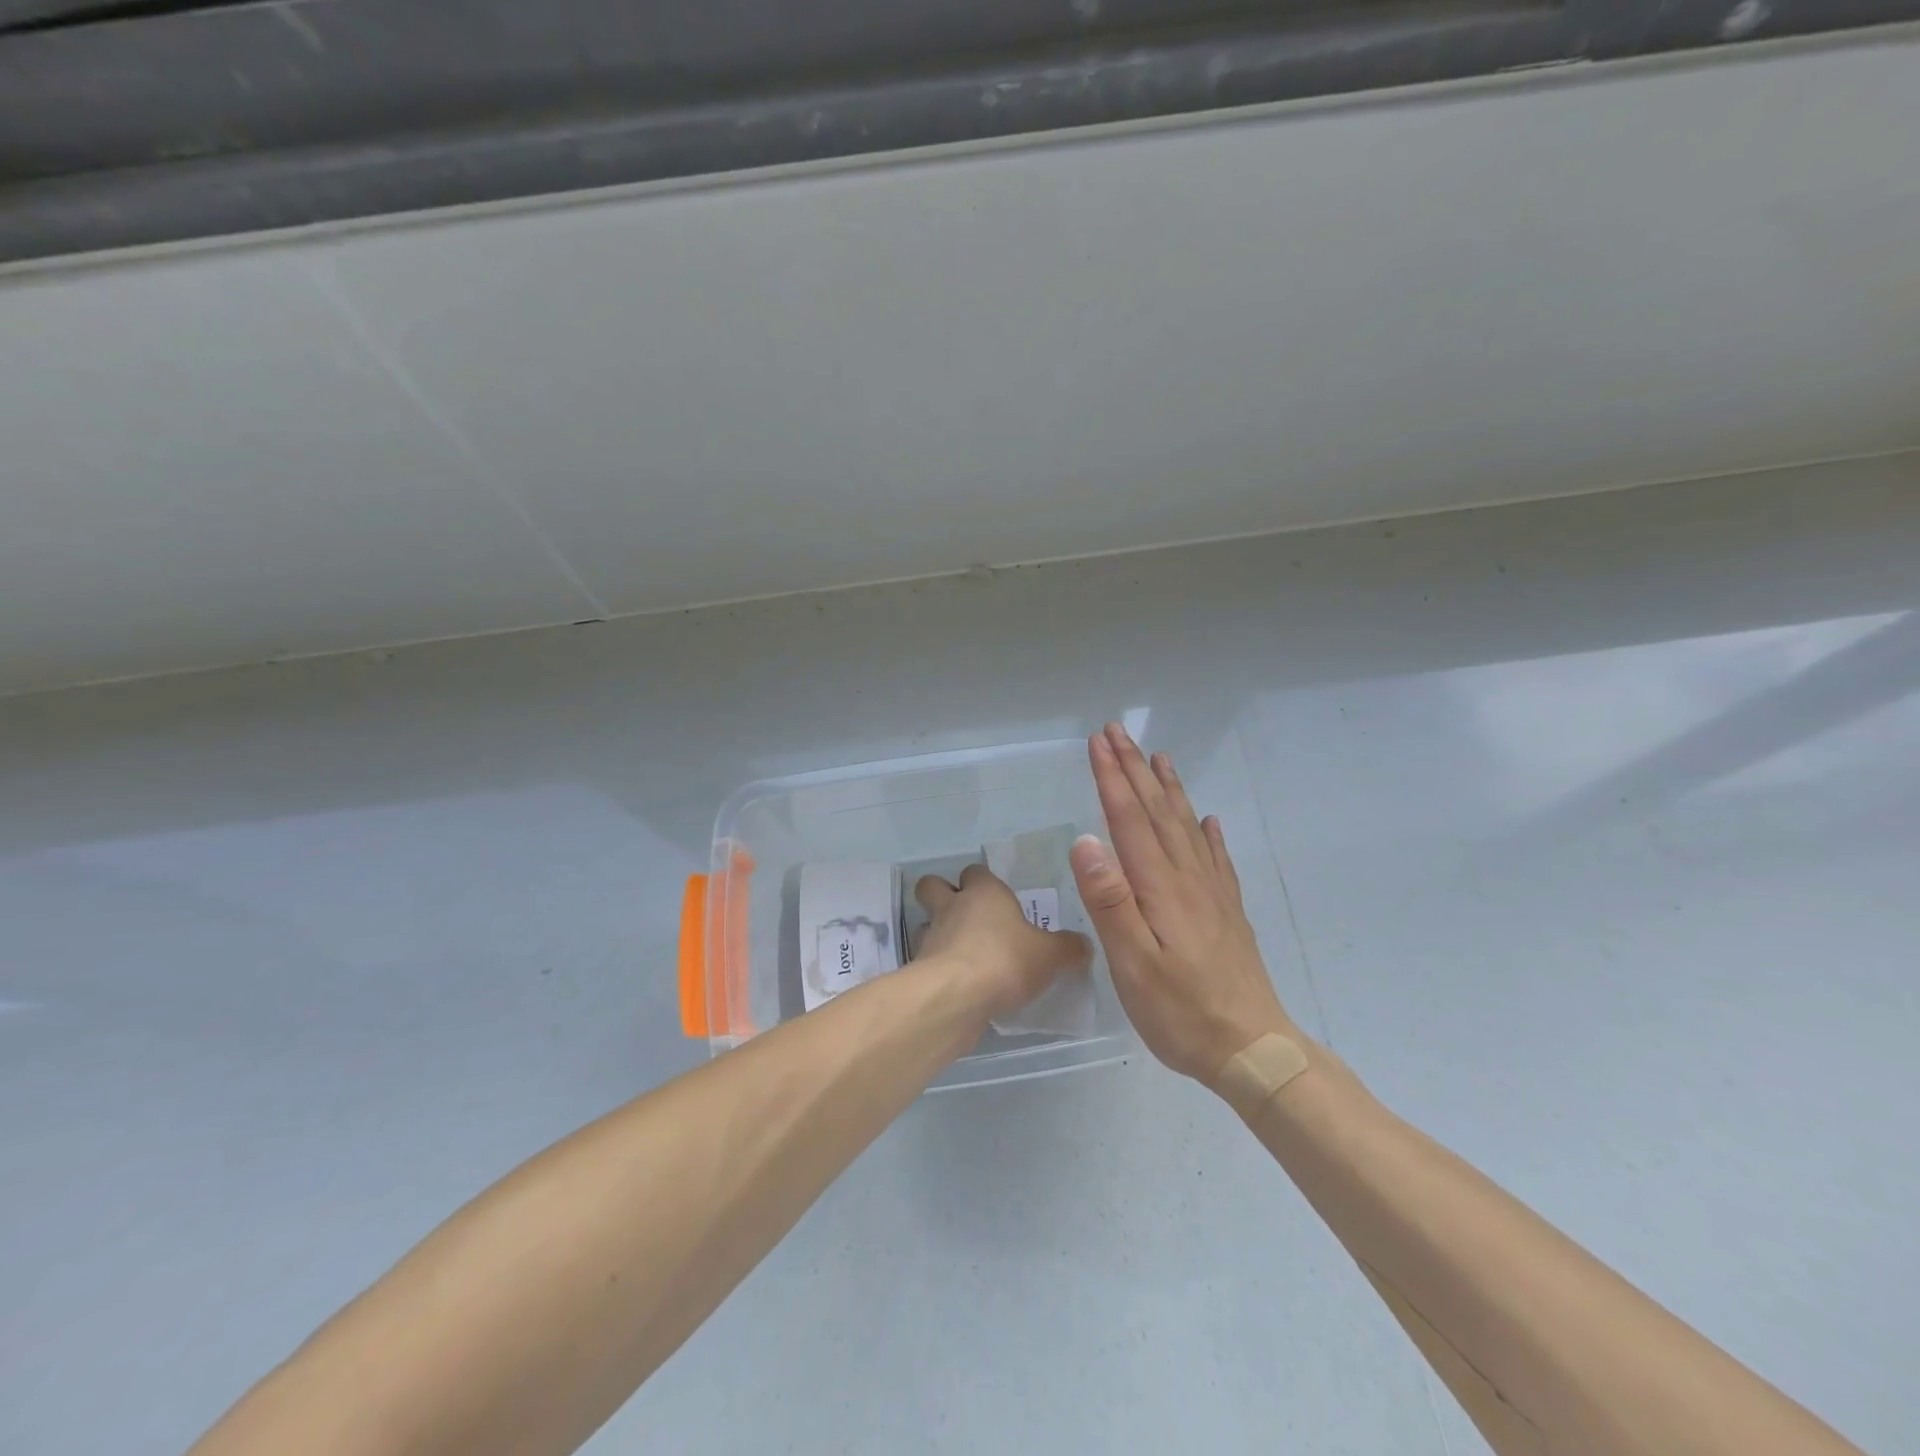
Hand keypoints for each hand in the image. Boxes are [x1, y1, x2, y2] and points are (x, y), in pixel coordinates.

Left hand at [913, 864, 1091, 1019]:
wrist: (956, 997)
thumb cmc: (1006, 960)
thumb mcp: (1051, 955)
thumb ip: (1068, 948)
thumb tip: (1082, 945)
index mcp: (984, 892)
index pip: (976, 871)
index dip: (983, 882)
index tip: (998, 899)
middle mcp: (952, 906)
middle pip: (933, 885)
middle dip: (943, 895)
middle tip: (966, 916)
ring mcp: (931, 936)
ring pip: (927, 923)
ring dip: (939, 934)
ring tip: (963, 955)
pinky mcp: (919, 968)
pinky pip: (927, 960)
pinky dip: (938, 968)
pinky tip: (958, 984)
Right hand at [1070, 723, 1297, 1081]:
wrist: (1252, 1049)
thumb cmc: (1180, 1011)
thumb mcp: (1132, 963)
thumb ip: (1109, 900)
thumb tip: (1086, 840)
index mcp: (1160, 886)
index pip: (1129, 819)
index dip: (1112, 778)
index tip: (1097, 741)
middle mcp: (1188, 878)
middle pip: (1158, 811)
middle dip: (1135, 769)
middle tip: (1118, 732)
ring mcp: (1212, 894)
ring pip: (1187, 826)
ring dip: (1169, 789)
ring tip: (1159, 758)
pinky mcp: (1227, 912)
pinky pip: (1216, 858)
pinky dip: (1208, 832)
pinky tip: (1209, 821)